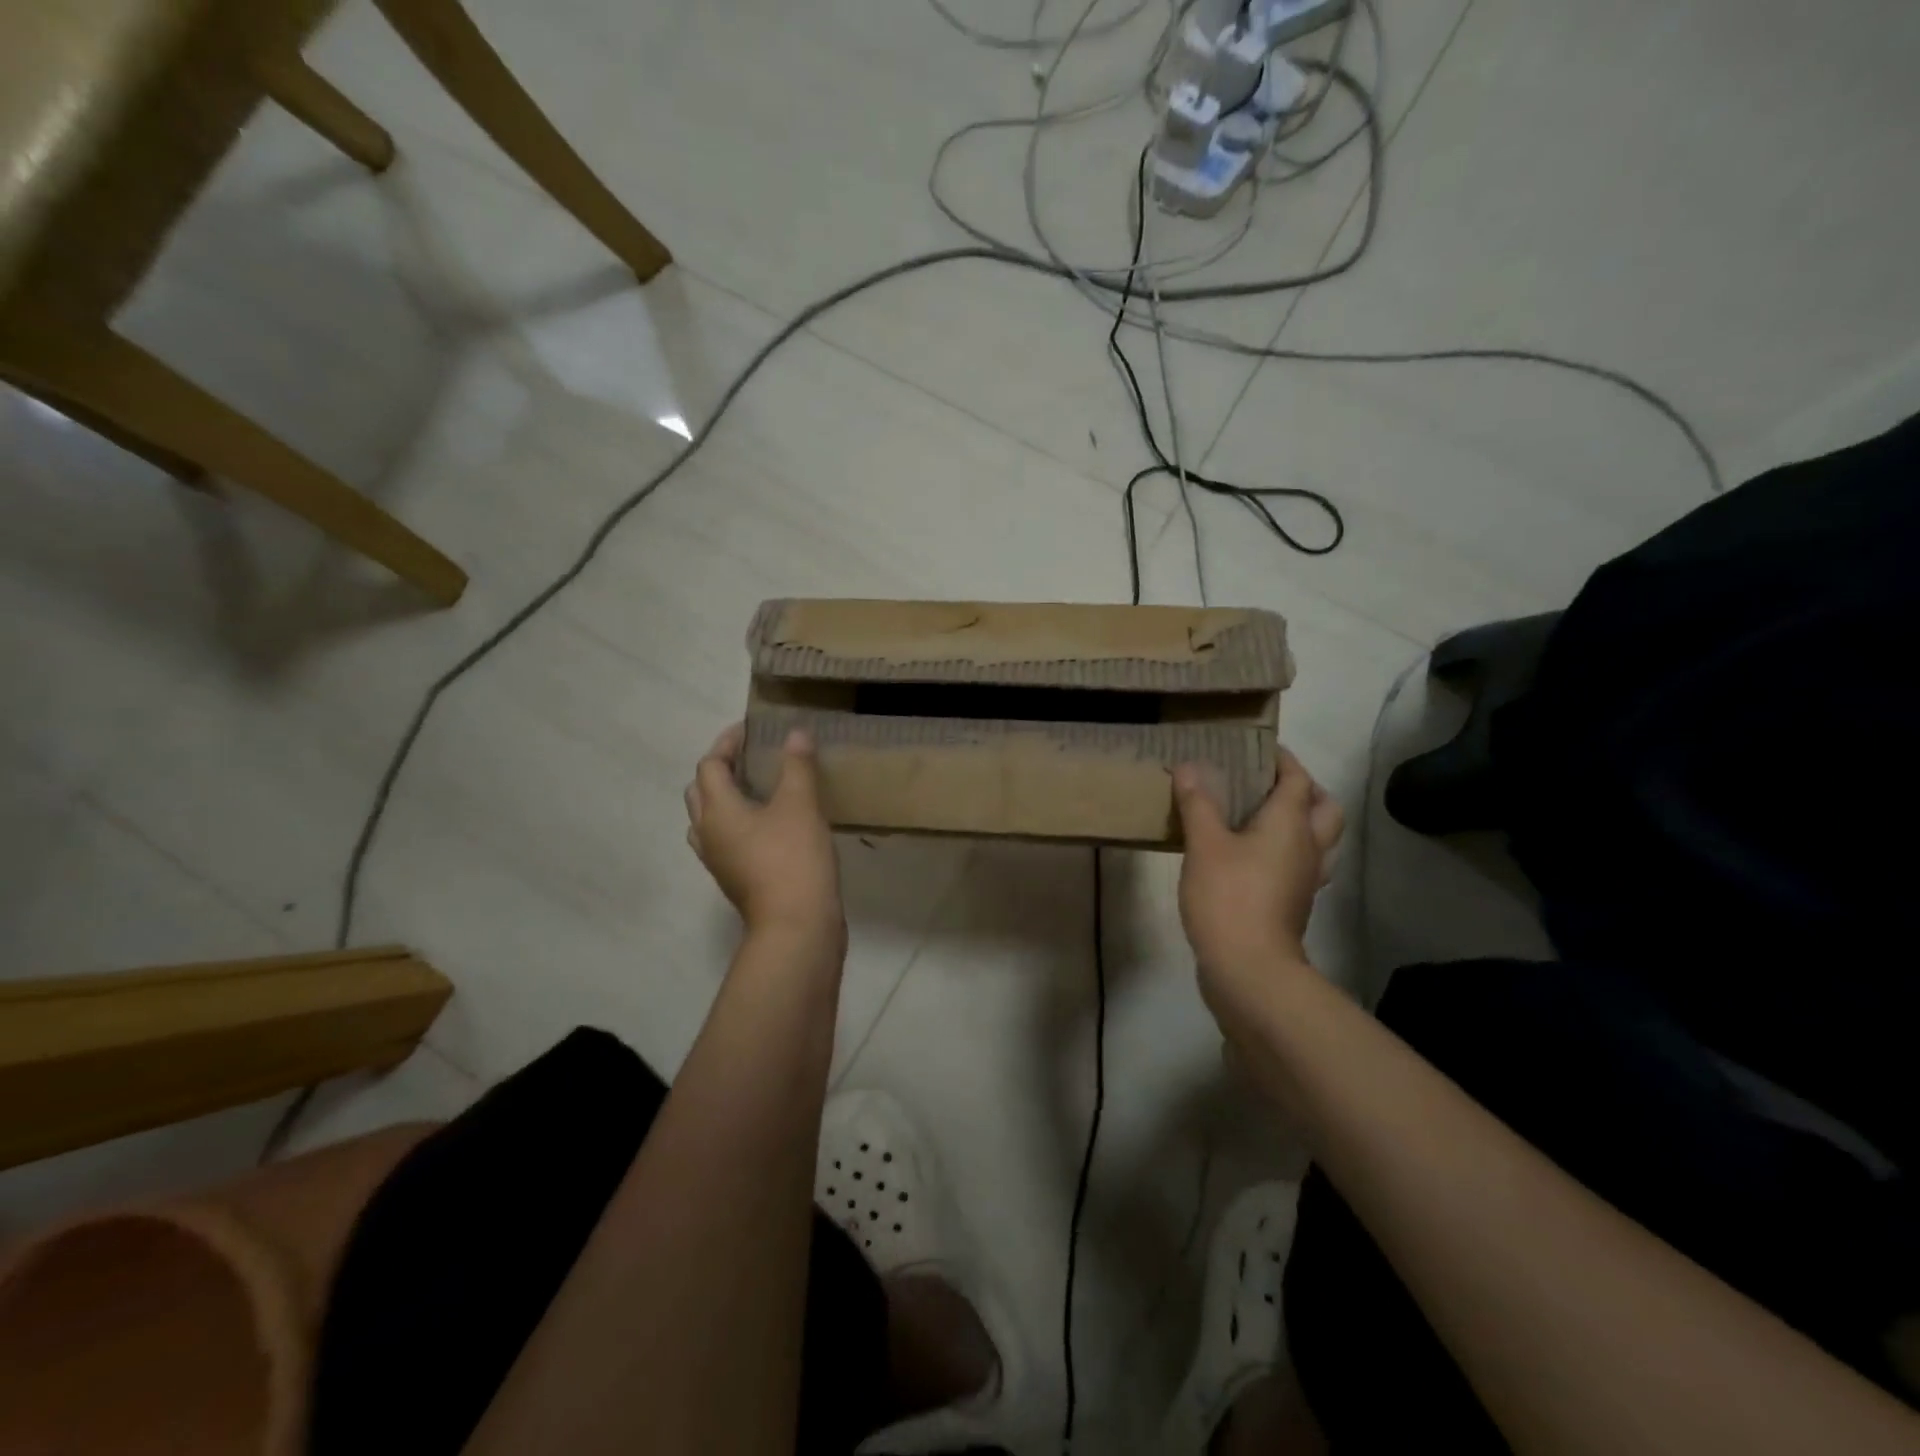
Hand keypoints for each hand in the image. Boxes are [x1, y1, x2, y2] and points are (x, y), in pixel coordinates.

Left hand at [685, 723, 844, 951]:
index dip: (727, 743)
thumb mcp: (801, 805)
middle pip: (700, 792)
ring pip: (708, 820)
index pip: (710, 765)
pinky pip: (725, 841)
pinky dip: (737, 823)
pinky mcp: (734, 879)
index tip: (751, 730)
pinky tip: (768, 825)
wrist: (796, 926)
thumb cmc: (794, 859)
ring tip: (756, 789)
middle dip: (720, 769)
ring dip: (724, 799)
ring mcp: (719, 861)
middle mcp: (708, 834)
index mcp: (717, 810)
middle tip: (751, 757)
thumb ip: (797, 766)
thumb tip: (795, 734)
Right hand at [1174, 748, 1343, 1006]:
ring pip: (1320, 839)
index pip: (1298, 779)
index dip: (1281, 759)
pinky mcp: (1294, 903)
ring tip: (1264, 817)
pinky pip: (1301, 865)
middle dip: (1305, 789)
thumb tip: (1189, 766)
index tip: (1257, 747)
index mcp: (1292, 824)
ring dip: (1302, 822)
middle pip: (1324, 808)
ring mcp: (1306, 879)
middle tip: (1268, 784)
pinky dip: (1287, 851)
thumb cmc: (1229, 897)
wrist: (1249, 968)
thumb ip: (1198, 803)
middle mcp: (1308, 847)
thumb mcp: (1204, 844)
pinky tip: (1254, 856)